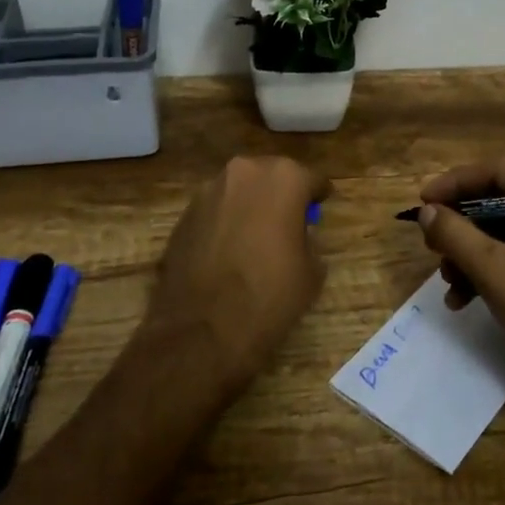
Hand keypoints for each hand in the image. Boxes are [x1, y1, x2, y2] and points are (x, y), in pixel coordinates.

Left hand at [147, 155, 331, 391]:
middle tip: (289, 223)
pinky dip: (225, 223)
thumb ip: (309, 238)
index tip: (320, 209)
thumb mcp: (312, 271)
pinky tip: (229, 252)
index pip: (311, 179)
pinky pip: (216, 210)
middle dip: (281, 195)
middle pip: (272, 176)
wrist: (201, 332)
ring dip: (251, 206)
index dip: (318, 196)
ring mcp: (208, 191)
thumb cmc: (269, 297)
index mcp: (284, 178)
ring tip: (256, 239)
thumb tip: (297, 234)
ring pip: (240, 190)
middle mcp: (244, 172)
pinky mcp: (184, 215)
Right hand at [418, 160, 504, 412]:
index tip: (422, 200)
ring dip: (470, 252)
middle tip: (430, 240)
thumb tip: (426, 211)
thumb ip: (457, 235)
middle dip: (462, 224)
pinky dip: (487, 270)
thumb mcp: (498, 273)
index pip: (503, 172)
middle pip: (502, 200)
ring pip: (504, 230)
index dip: (457, 183)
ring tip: (446, 278)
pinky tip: (461, 297)